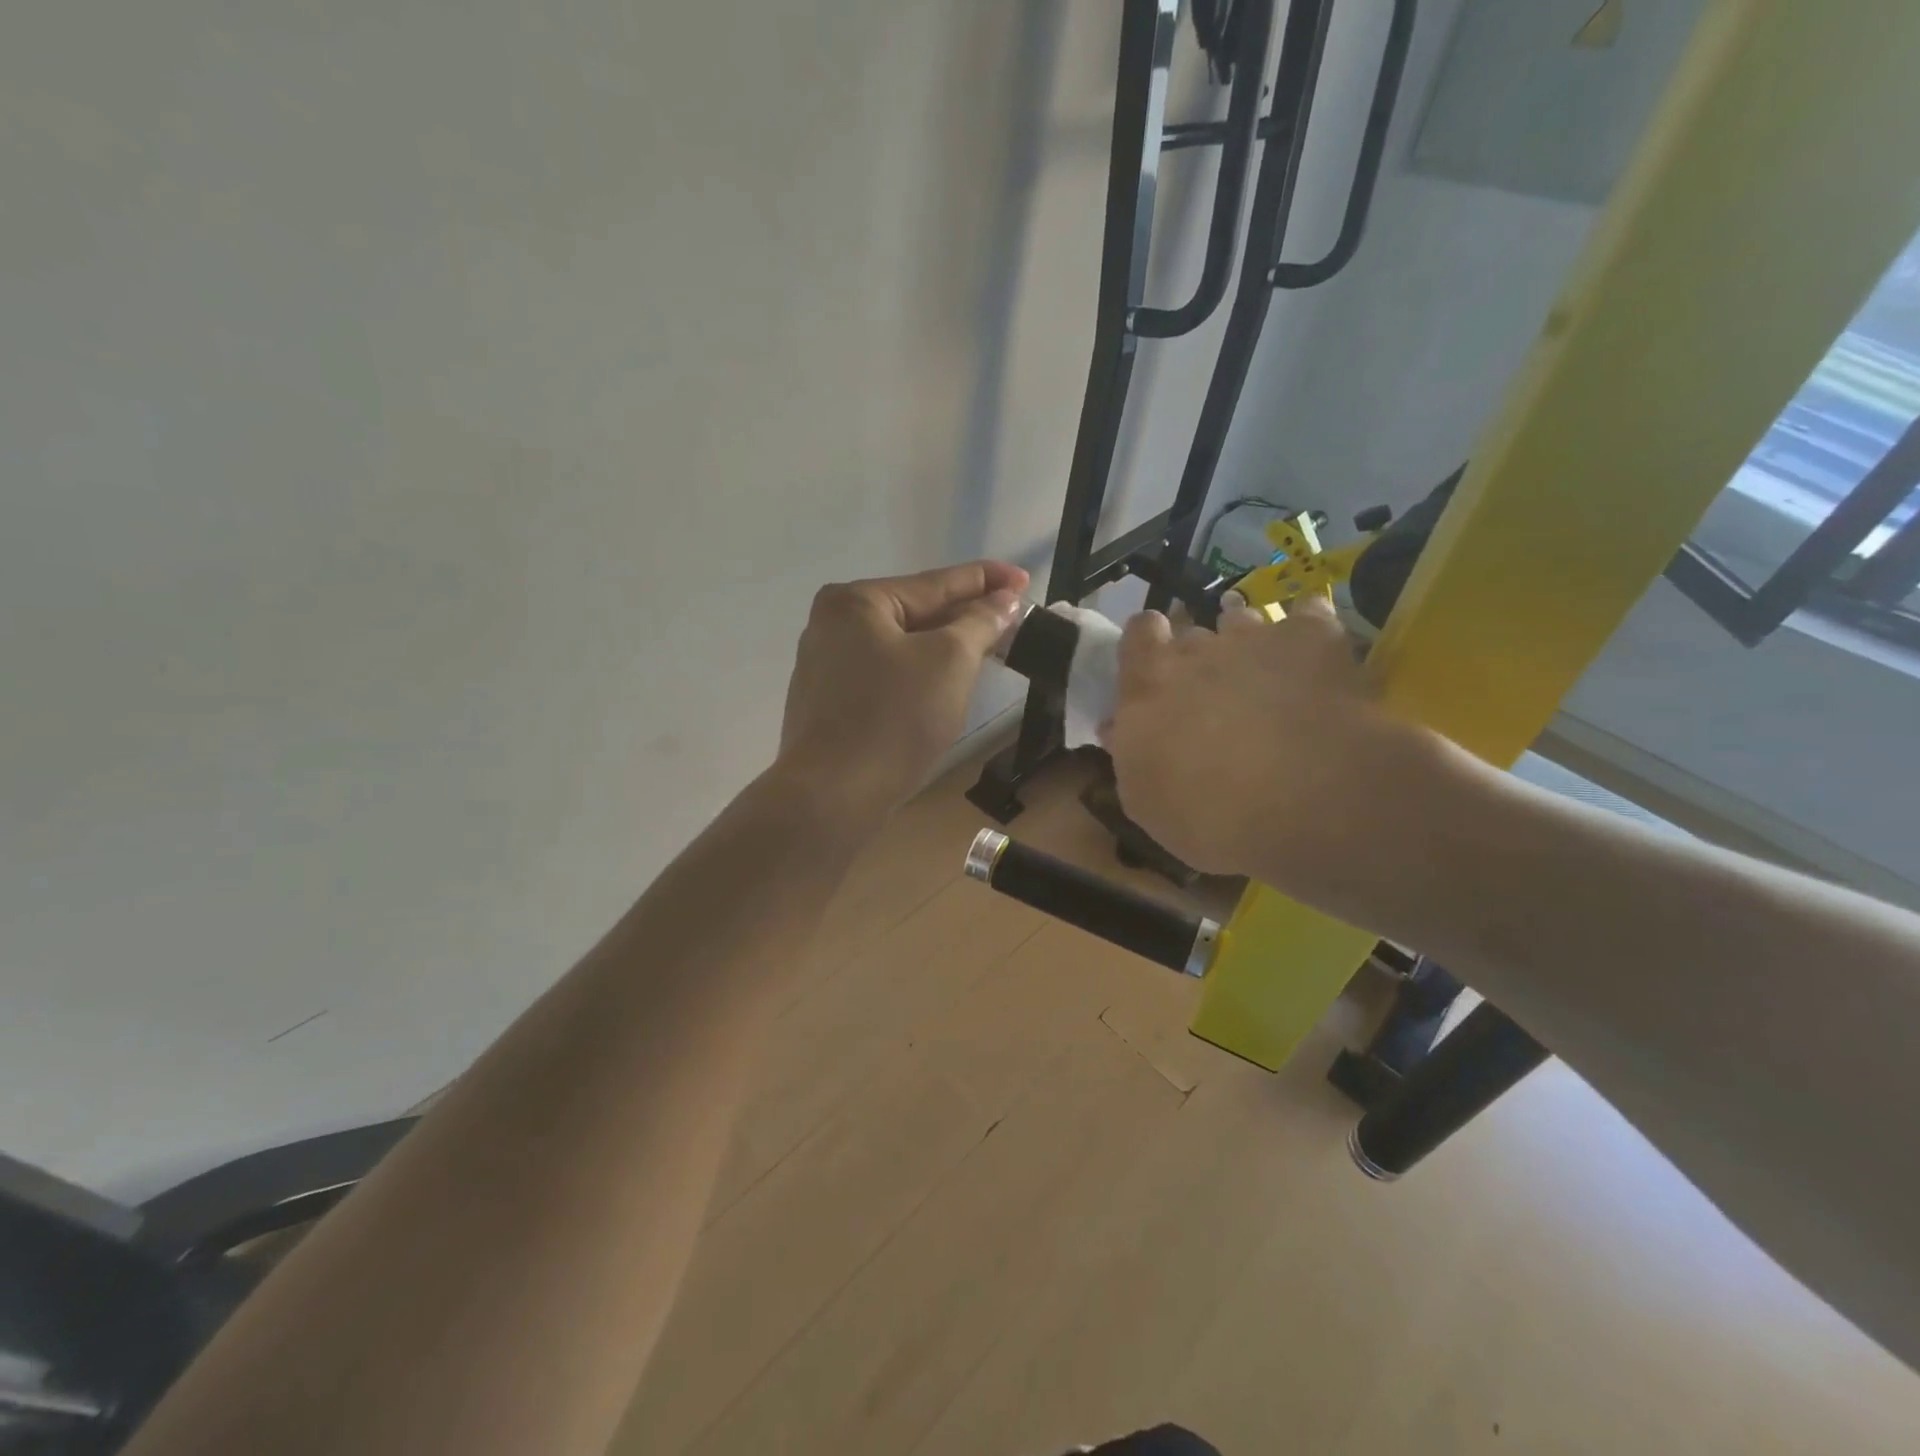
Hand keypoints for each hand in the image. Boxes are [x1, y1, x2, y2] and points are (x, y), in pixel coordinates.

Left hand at [775, 560, 1028, 827]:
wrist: (834, 794)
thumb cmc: (895, 717)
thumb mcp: (950, 660)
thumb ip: (980, 622)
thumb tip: (1003, 601)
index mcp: (856, 602)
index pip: (935, 583)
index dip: (986, 580)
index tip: (1023, 578)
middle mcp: (833, 625)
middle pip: (916, 613)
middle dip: (966, 616)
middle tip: (1013, 617)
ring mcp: (826, 666)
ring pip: (901, 646)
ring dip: (945, 646)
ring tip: (988, 646)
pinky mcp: (829, 703)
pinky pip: (886, 674)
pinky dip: (919, 673)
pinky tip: (945, 683)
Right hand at [1105, 597, 1461, 910]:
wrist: (1305, 807)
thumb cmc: (1209, 817)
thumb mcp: (1145, 801)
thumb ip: (1128, 752)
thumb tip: (1116, 727)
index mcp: (1149, 685)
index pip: (1139, 632)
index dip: (1149, 644)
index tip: (1156, 670)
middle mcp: (1198, 650)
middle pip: (1192, 633)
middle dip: (1199, 658)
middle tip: (1214, 696)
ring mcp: (1256, 638)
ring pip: (1242, 621)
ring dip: (1247, 644)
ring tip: (1265, 679)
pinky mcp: (1314, 638)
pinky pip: (1308, 615)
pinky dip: (1307, 633)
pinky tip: (1317, 659)